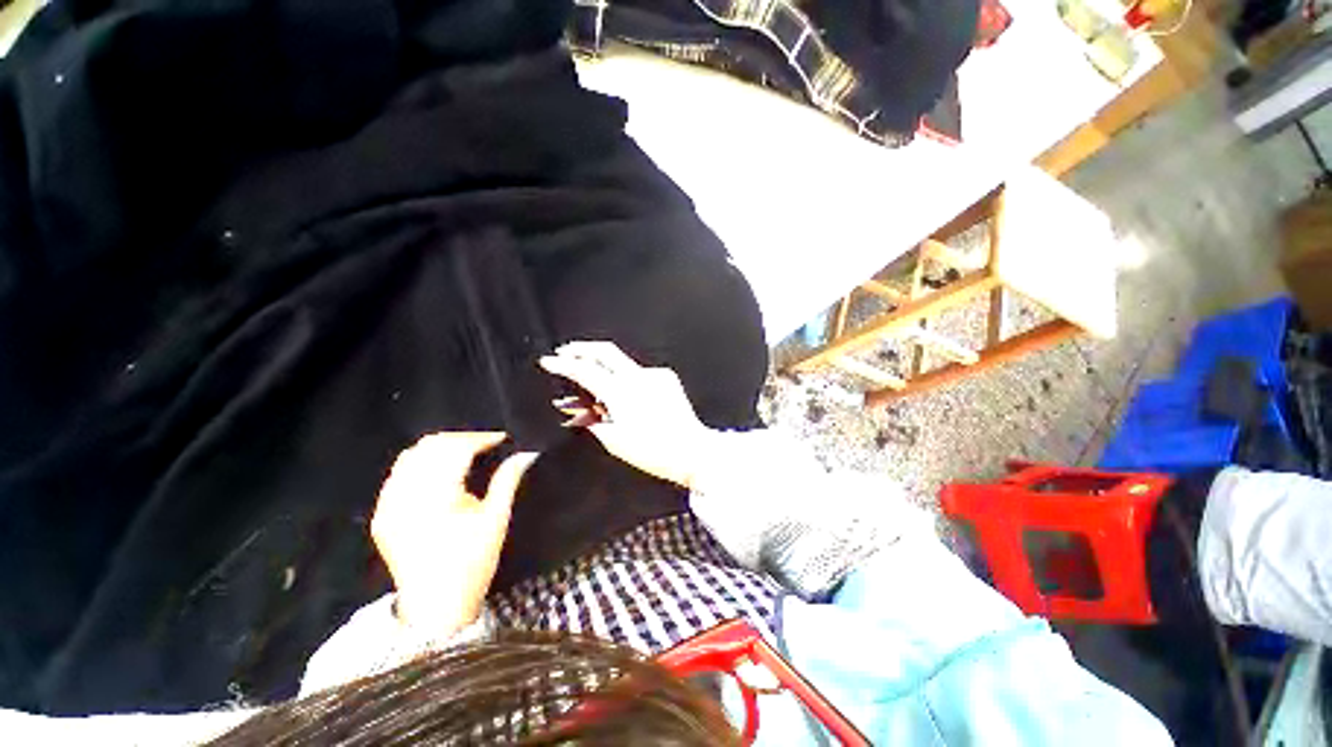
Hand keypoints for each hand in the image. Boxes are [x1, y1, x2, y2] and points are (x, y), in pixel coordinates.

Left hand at [371, 432, 536, 633]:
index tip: (501, 439)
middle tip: (485, 446)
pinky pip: (398, 475)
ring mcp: (388, 505)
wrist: (434, 607)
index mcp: (437, 497)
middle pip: (431, 446)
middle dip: (461, 439)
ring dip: (439, 449)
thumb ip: (508, 480)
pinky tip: (438, 473)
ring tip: (464, 454)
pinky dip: (420, 464)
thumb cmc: (472, 562)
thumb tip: (526, 453)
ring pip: (411, 456)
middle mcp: (406, 496)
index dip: (481, 439)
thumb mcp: (496, 519)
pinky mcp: (381, 515)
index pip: (456, 449)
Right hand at [539, 341, 710, 488]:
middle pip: (604, 351)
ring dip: (604, 366)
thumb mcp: (615, 441)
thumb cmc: (654, 451)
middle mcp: (638, 377)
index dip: (563, 364)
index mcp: (621, 393)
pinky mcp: (666, 378)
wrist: (691, 450)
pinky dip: (626, 379)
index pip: (585, 371)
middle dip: (581, 348)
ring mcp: (654, 375)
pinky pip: (639, 373)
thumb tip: (582, 411)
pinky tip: (625, 393)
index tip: (548, 361)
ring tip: (592, 380)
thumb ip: (595, 421)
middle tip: (566, 351)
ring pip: (622, 362)